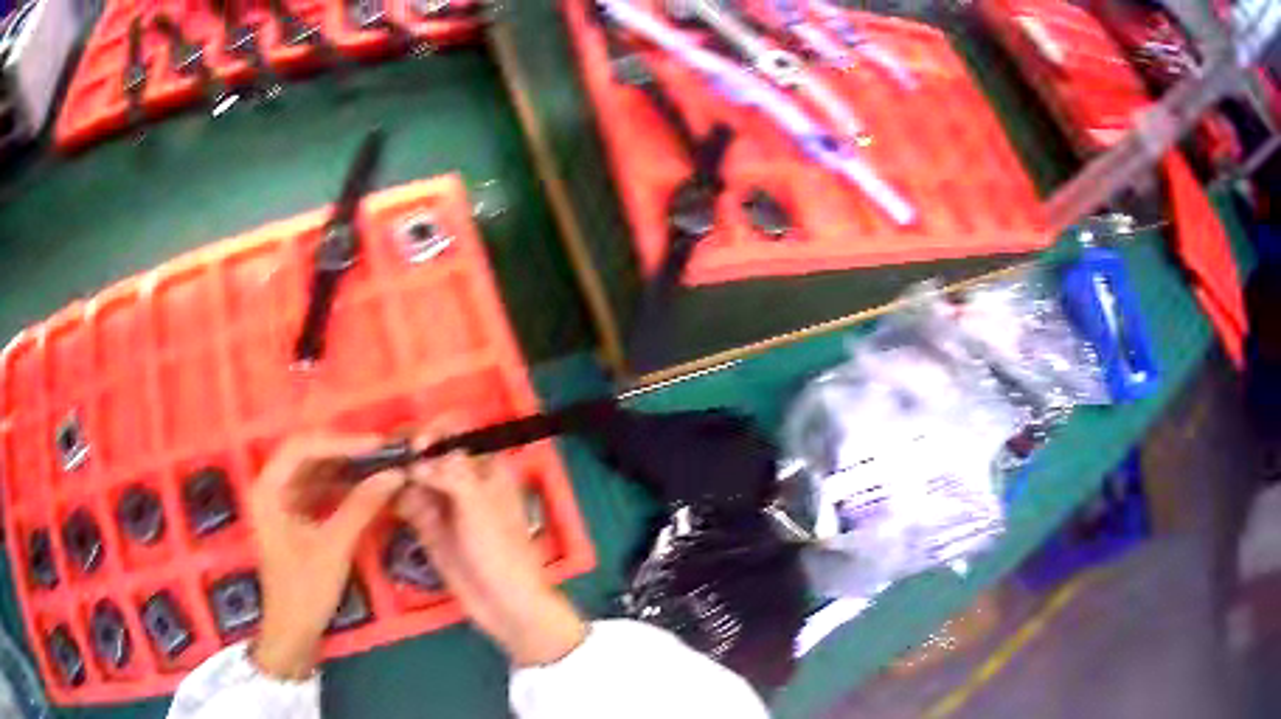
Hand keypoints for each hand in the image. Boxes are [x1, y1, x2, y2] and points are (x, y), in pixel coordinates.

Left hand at [249, 434, 405, 679]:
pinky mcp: (294, 516)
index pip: (302, 447)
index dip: (340, 442)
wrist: (293, 630)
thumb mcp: (334, 548)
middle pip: (307, 453)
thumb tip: (394, 474)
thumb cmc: (305, 590)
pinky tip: (364, 486)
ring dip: (344, 466)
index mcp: (268, 489)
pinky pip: (318, 489)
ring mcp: (282, 501)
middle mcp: (271, 486)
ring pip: (314, 470)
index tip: (377, 445)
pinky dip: (341, 485)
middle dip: (344, 450)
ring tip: (378, 464)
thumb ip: (360, 507)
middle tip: (381, 451)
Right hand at [395, 450, 586, 666]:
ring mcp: (443, 504)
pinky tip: (385, 498)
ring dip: (397, 473)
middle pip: (428, 452)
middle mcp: (462, 480)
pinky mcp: (428, 527)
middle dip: (407, 451)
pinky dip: (395, 497)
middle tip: (386, 457)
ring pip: (414, 477)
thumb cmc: (501, 552)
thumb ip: (449, 474)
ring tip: (380, 476)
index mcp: (486, 468)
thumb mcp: (478, 507)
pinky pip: (407, 503)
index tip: (413, 444)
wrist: (504, 605)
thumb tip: (416, 456)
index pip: (455, 433)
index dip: (432, 432)